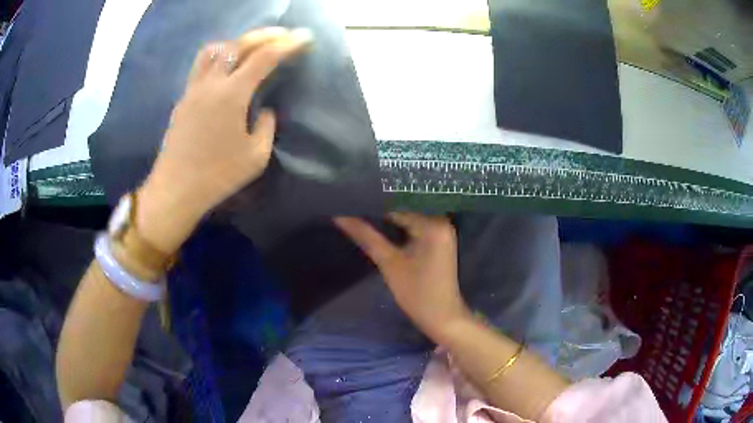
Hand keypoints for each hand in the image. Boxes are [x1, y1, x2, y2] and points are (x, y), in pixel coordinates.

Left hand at [137, 28, 311, 252]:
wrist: (176, 190)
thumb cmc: (217, 176)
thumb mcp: (256, 156)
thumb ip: (266, 126)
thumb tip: (264, 109)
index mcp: (232, 94)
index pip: (264, 57)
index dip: (288, 44)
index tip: (305, 37)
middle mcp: (211, 83)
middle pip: (239, 44)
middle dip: (265, 35)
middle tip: (284, 35)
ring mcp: (193, 89)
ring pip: (215, 49)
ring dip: (237, 42)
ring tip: (251, 48)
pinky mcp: (183, 99)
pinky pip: (202, 65)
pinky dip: (220, 57)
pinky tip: (227, 68)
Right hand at [335, 213, 471, 342]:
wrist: (442, 317)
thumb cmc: (417, 293)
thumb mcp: (389, 263)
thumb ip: (366, 236)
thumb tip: (340, 216)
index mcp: (433, 224)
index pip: (397, 207)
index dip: (373, 207)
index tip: (352, 206)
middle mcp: (442, 221)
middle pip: (404, 211)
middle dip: (381, 214)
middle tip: (353, 211)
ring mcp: (443, 231)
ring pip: (409, 220)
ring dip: (389, 222)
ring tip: (362, 218)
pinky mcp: (440, 241)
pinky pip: (416, 228)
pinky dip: (400, 231)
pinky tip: (381, 231)